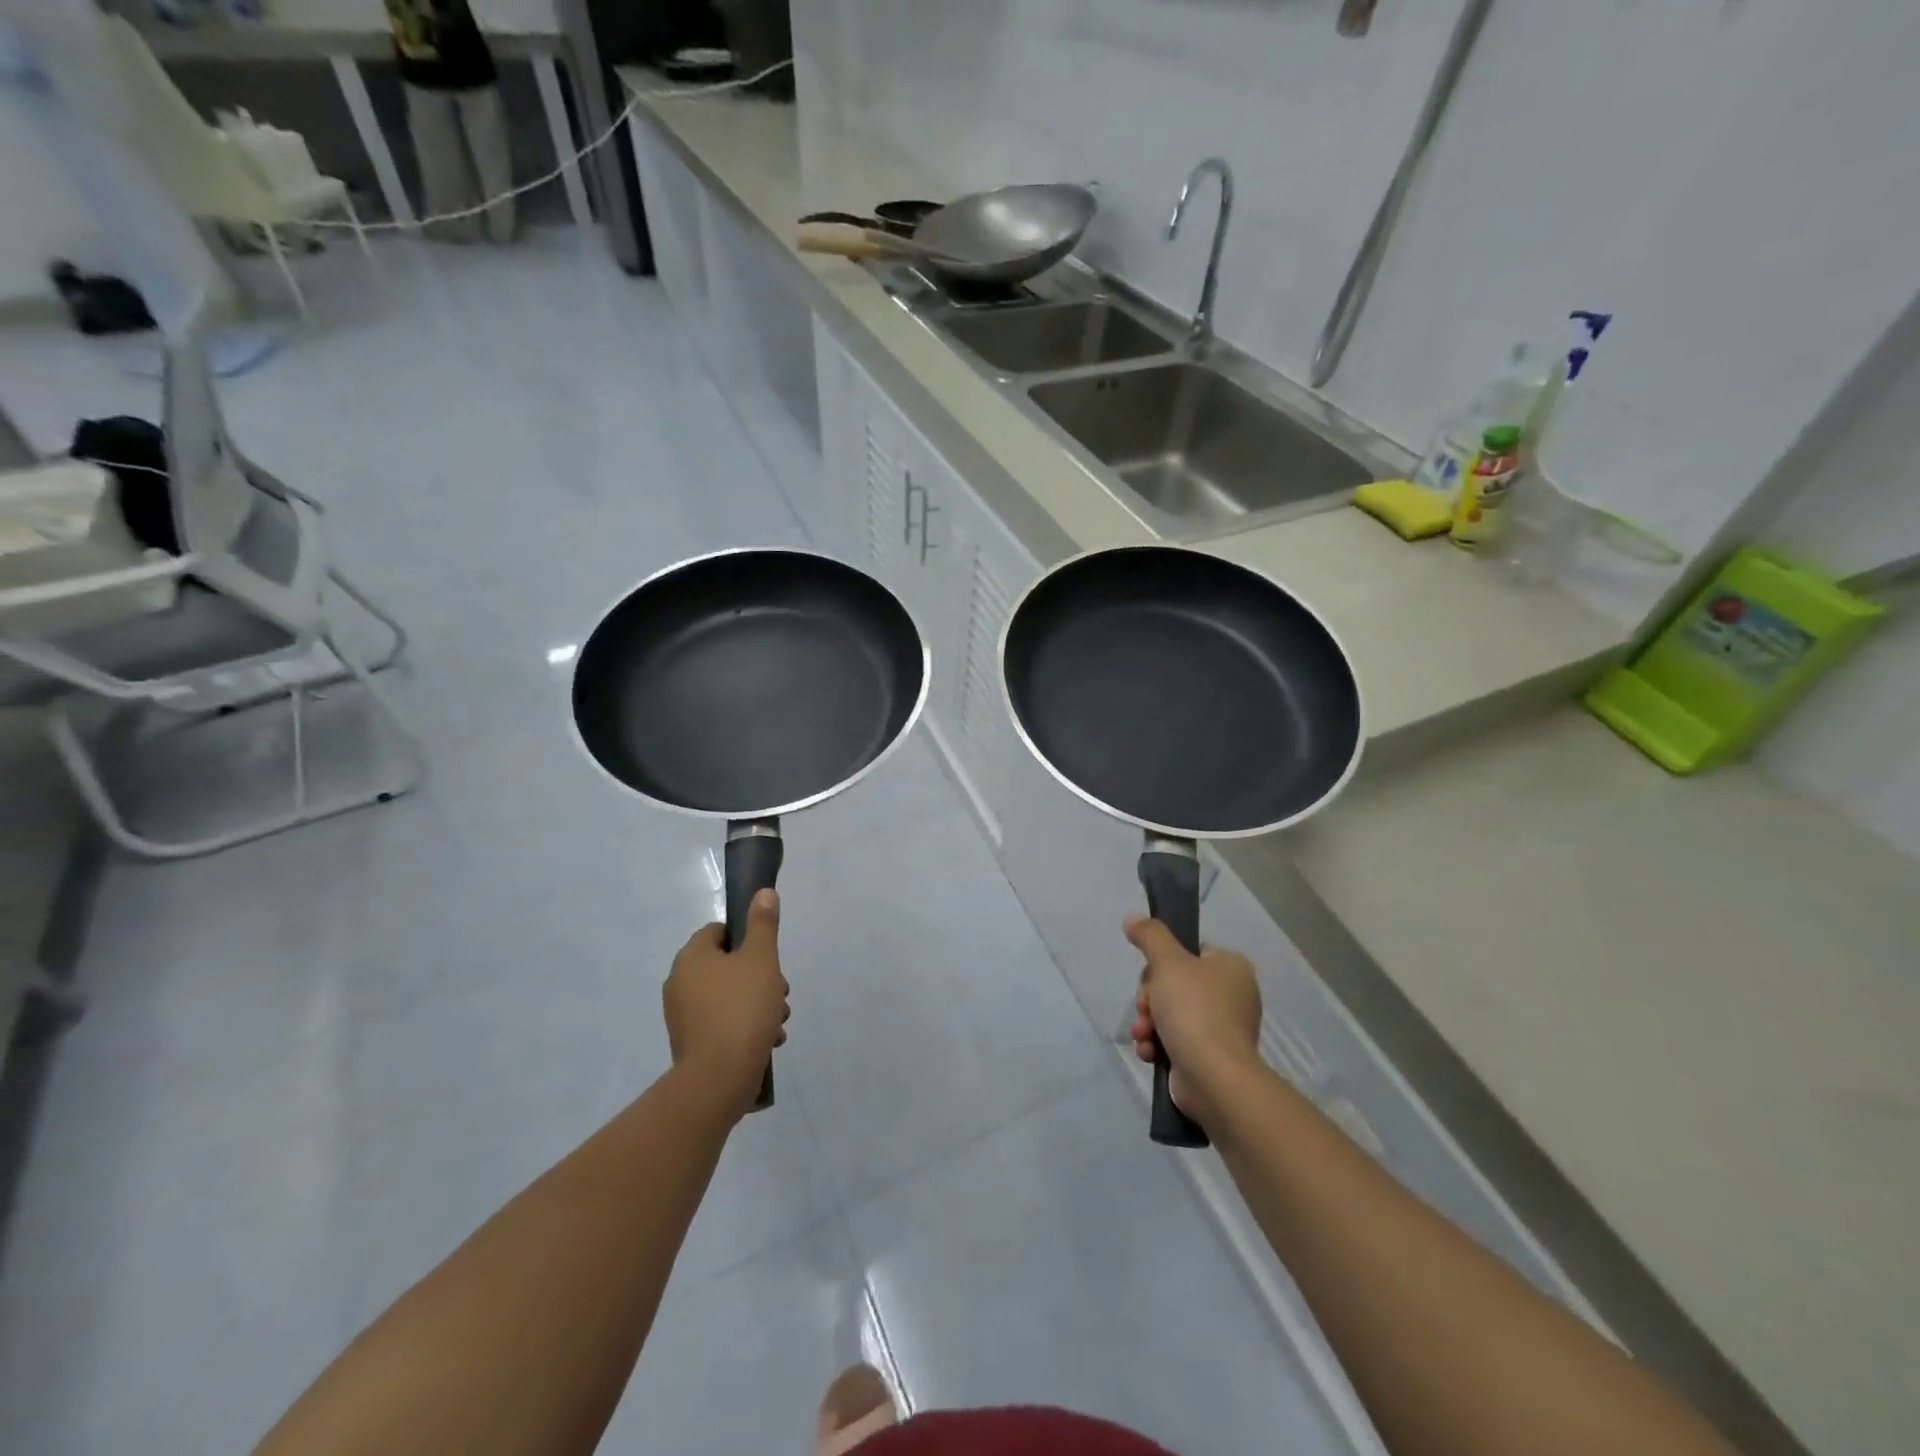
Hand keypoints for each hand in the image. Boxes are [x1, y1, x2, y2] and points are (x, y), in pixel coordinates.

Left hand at [664, 889, 789, 1117]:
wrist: (720, 1078)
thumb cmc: (742, 1008)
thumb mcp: (762, 959)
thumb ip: (763, 924)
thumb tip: (763, 892)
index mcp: (691, 957)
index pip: (718, 931)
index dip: (746, 938)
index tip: (768, 956)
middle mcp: (679, 983)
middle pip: (726, 965)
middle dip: (759, 976)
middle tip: (781, 991)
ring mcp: (682, 1016)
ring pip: (728, 996)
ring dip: (757, 1003)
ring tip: (779, 1021)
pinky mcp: (691, 1044)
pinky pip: (722, 1023)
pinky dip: (744, 1026)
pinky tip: (768, 1040)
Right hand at [1125, 915, 1262, 1126]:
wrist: (1214, 1078)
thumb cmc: (1194, 1011)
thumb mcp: (1167, 962)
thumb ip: (1150, 936)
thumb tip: (1132, 918)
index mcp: (1231, 967)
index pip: (1188, 952)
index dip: (1161, 964)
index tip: (1150, 978)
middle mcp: (1231, 995)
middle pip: (1173, 984)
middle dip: (1150, 998)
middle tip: (1147, 1010)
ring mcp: (1222, 1028)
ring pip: (1170, 1013)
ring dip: (1149, 1022)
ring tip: (1144, 1034)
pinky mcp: (1210, 1056)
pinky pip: (1176, 1040)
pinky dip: (1158, 1044)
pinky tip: (1149, 1051)